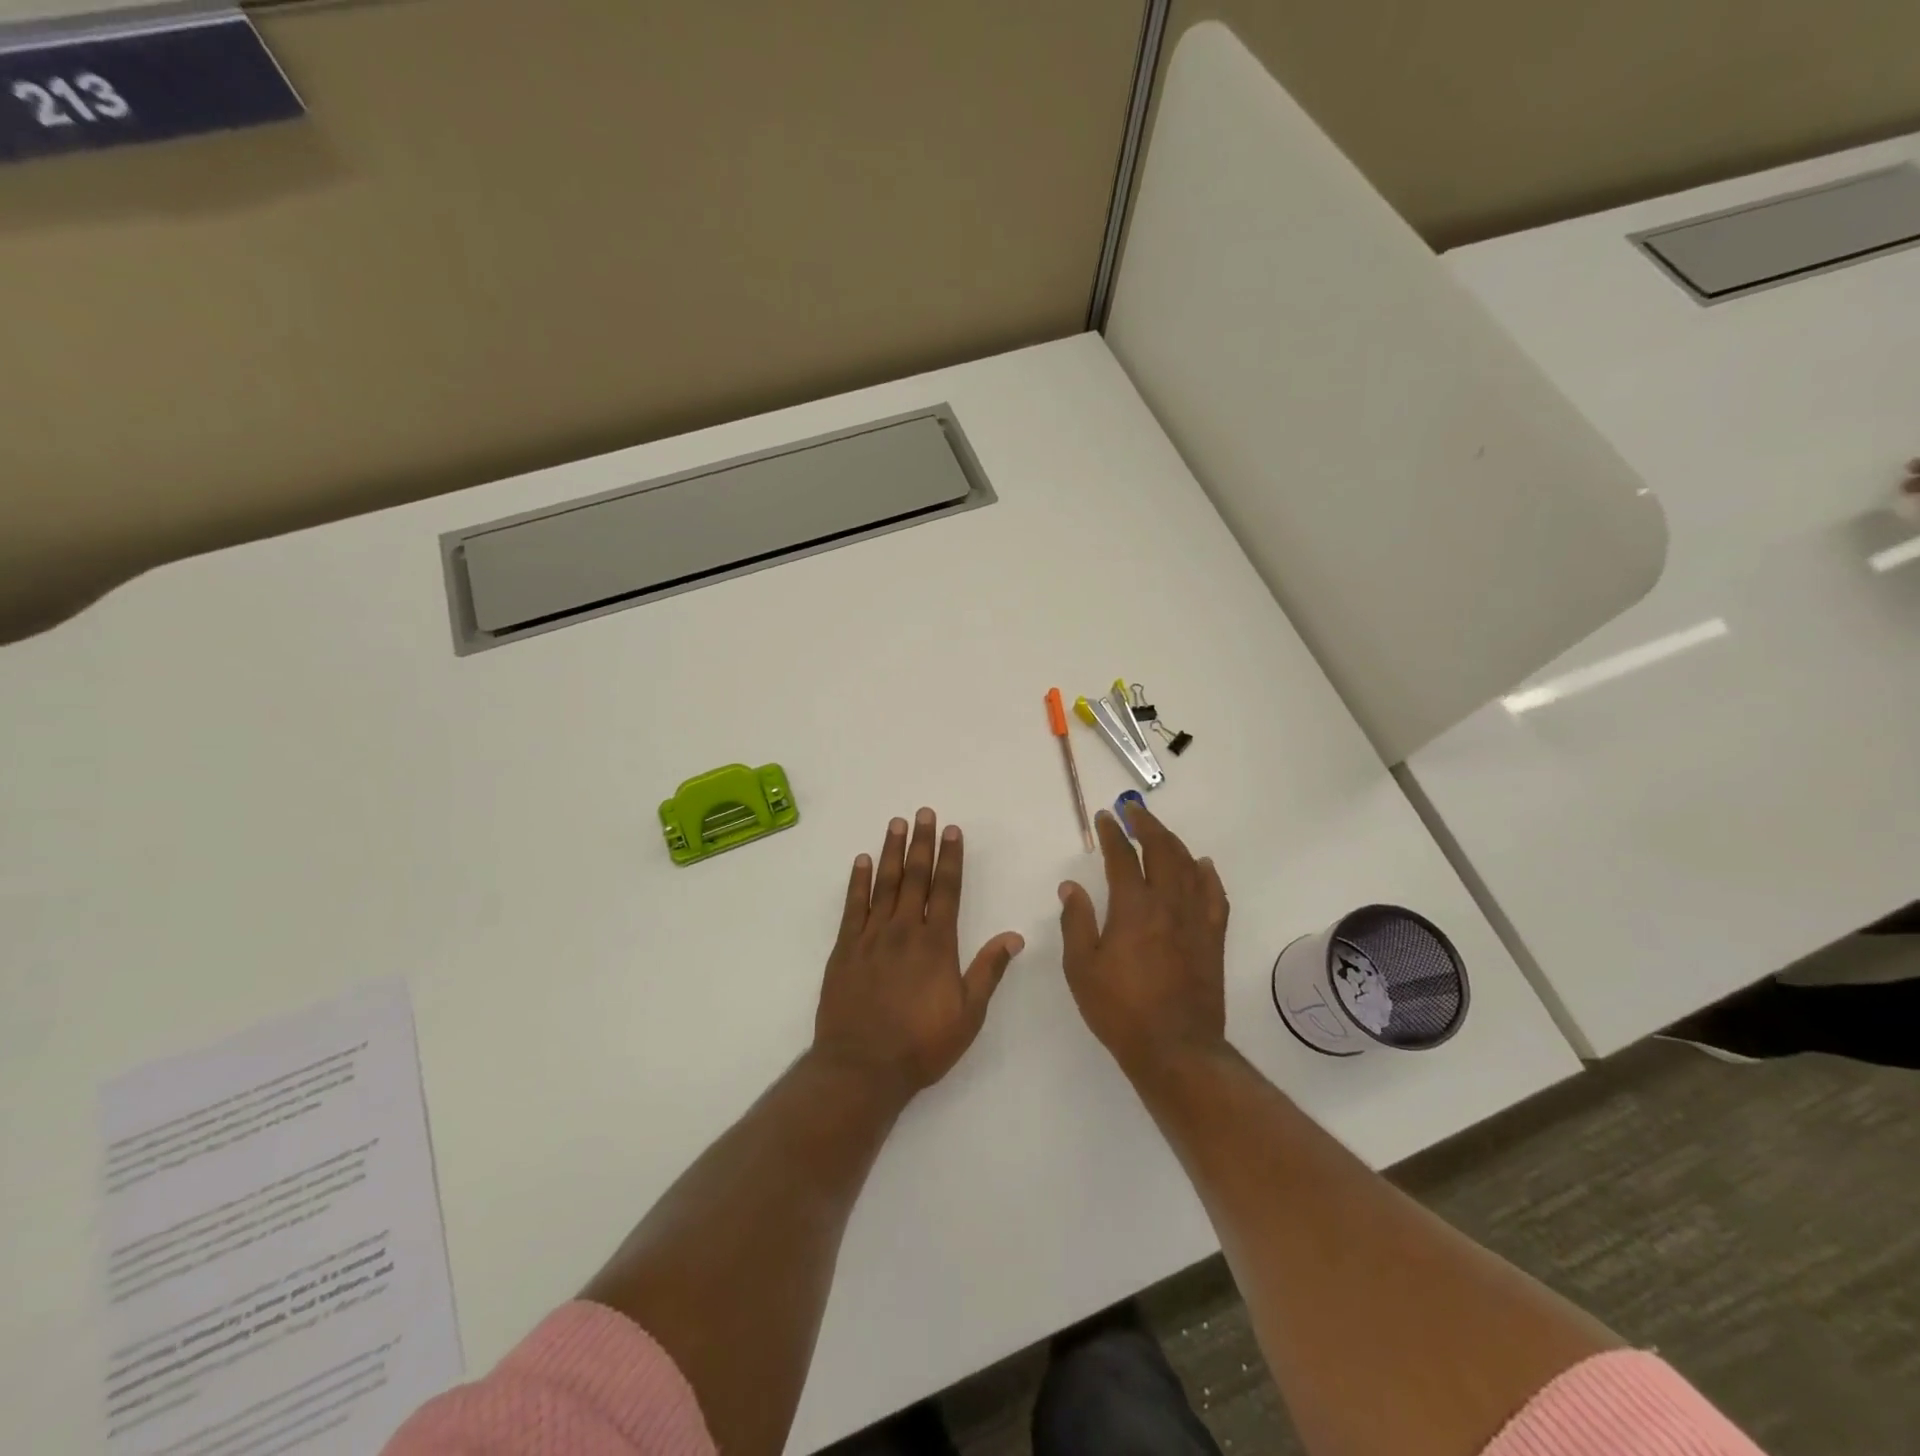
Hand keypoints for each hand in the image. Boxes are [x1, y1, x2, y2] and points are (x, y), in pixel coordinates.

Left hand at [812, 809, 1024, 1097]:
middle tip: (923, 813)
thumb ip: (988, 970)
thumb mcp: (968, 1014)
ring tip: (896, 824)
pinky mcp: (845, 949)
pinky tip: (862, 861)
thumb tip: (1013, 936)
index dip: (950, 857)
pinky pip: (852, 906)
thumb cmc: (922, 1044)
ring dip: (891, 852)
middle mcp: (904, 930)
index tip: (952, 830)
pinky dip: (858, 881)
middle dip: (921, 843)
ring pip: (884, 884)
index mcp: (937, 943)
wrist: (863, 1067)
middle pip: (915, 877)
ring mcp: (871, 937)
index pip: (946, 889)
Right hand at [1058, 805, 1229, 1081]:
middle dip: (1147, 825)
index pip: (1122, 857)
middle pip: (1162, 850)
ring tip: (1159, 832)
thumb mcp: (1081, 968)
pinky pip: (1215, 895)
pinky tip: (1202, 865)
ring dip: (1173, 843)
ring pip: (1190, 866)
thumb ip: (1076, 922)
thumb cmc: (1120, 1009)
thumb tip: (1071, 886)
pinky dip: (1207, 874)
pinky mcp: (1213, 938)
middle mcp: (1168, 904)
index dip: (1112, 833)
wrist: (1175, 1049)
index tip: (1105, 817)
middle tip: (1133, 811)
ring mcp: (1196, 920)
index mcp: (1133, 908)